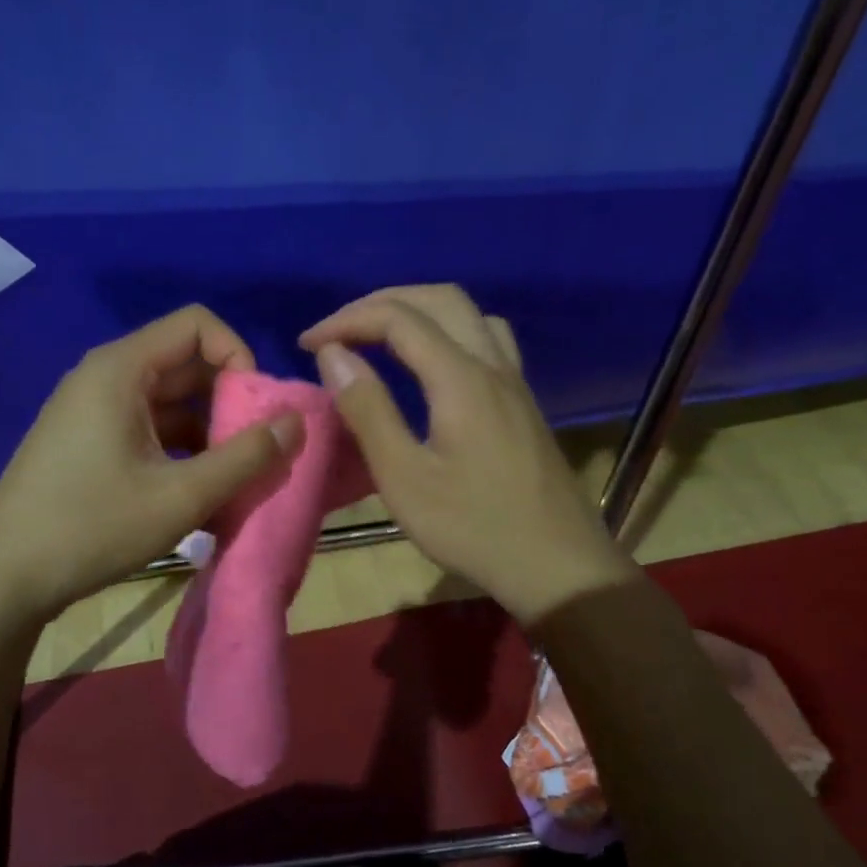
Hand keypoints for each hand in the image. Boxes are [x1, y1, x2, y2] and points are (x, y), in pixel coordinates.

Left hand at [0, 306, 303, 621]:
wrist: (4, 577)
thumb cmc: (92, 528)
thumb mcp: (181, 496)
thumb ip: (245, 457)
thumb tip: (296, 422)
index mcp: (121, 369)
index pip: (197, 325)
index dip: (238, 355)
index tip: (255, 408)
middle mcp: (105, 376)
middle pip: (185, 362)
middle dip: (228, 400)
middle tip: (252, 451)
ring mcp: (93, 409)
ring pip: (169, 400)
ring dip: (207, 431)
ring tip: (229, 480)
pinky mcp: (88, 440)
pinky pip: (147, 426)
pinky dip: (179, 449)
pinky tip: (194, 493)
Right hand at [299, 285, 632, 624]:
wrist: (559, 566)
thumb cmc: (473, 527)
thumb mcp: (405, 477)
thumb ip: (368, 409)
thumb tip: (334, 354)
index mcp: (461, 378)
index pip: (398, 318)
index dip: (346, 321)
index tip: (307, 345)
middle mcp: (492, 365)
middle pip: (438, 299)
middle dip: (380, 304)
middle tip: (339, 331)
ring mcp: (514, 381)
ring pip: (468, 313)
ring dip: (418, 310)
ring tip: (380, 336)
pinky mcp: (522, 401)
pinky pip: (486, 337)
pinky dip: (447, 330)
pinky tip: (431, 363)